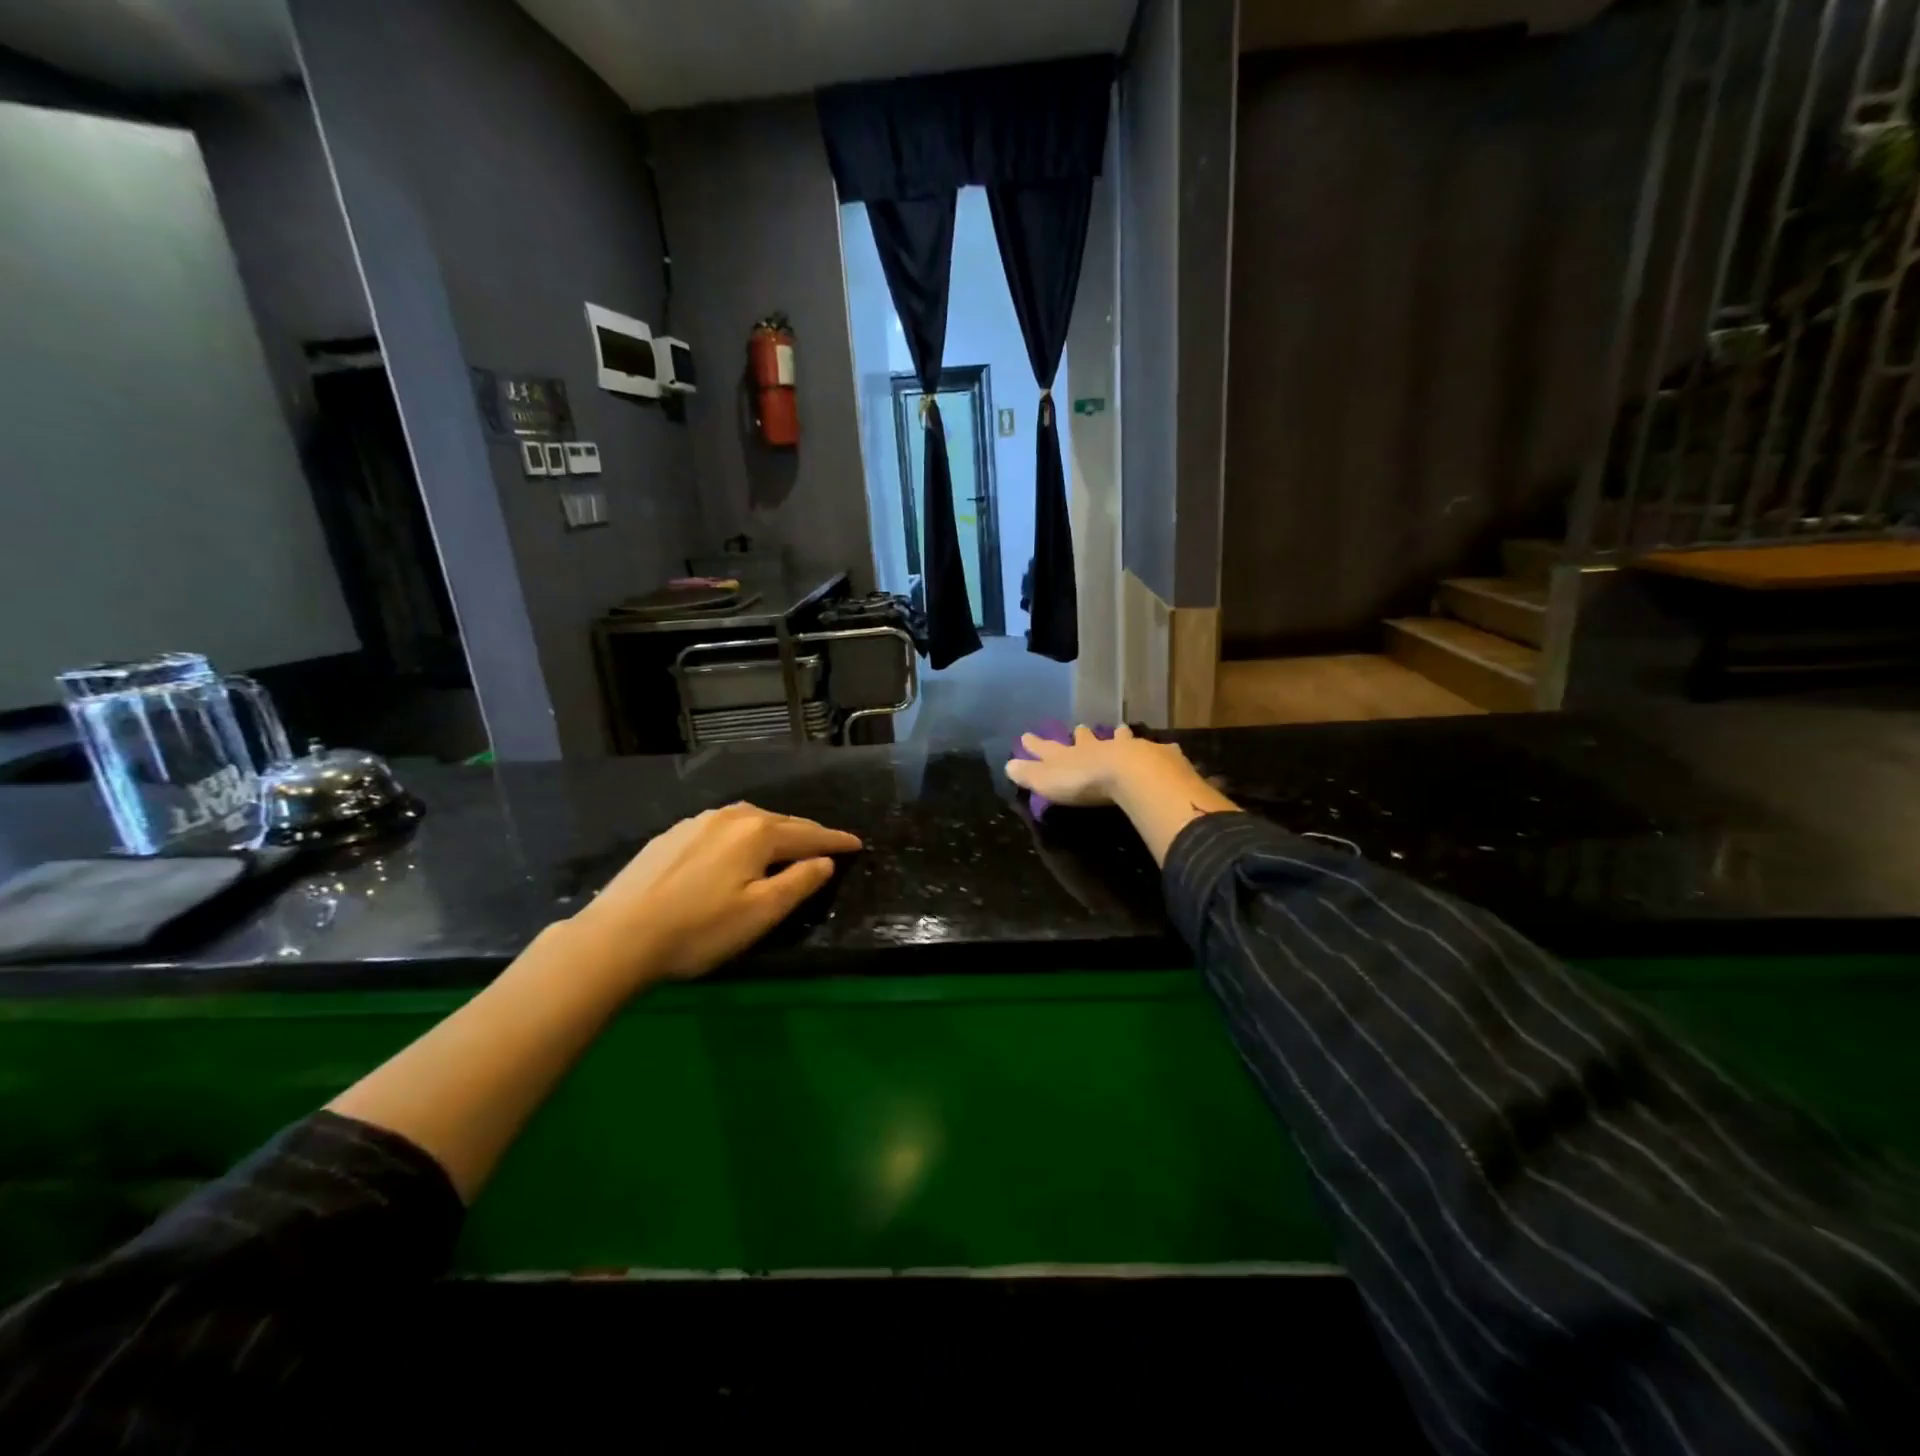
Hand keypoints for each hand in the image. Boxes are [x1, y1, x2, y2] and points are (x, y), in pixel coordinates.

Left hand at [569, 803, 861, 986]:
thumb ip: (799, 882)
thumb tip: (824, 861)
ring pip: (749, 820)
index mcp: (758, 833)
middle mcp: (730, 817)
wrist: (618, 935)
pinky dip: (743, 835)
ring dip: (774, 831)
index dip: (835, 841)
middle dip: (808, 832)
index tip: (857, 843)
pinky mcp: (672, 835)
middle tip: (828, 844)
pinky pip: (722, 827)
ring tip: (786, 843)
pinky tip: (735, 849)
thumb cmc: (699, 929)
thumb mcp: (761, 912)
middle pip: (781, 822)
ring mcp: (697, 822)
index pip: (809, 834)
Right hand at [1006, 724, 1238, 865]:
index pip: (1048, 748)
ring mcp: (1128, 748)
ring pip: (1121, 738)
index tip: (1026, 736)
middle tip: (1080, 727)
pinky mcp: (1155, 756)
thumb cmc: (1085, 781)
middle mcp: (1098, 746)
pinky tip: (1166, 748)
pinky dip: (1158, 749)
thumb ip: (1029, 774)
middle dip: (1081, 735)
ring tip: (1121, 728)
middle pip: (1086, 738)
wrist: (1131, 774)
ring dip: (1119, 735)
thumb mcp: (1048, 781)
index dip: (1036, 744)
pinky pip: (1156, 750)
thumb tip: (1007, 765)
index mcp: (1071, 755)